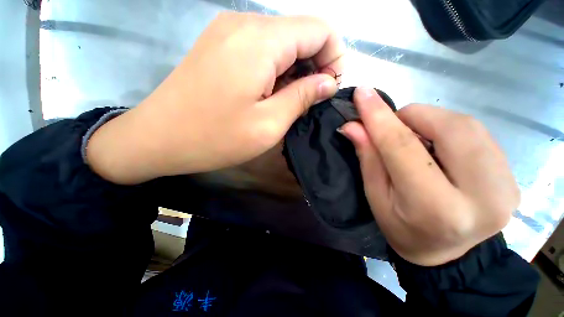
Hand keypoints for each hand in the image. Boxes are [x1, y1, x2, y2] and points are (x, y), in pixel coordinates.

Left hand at [87, 13, 343, 183]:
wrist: (159, 138)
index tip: (329, 89)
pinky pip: (262, 50)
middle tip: (310, 101)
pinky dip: (276, 70)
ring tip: (290, 102)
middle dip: (315, 65)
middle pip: (300, 33)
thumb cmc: (216, 137)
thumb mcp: (269, 124)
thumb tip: (328, 83)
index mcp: (260, 41)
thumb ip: (303, 97)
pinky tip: (270, 94)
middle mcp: (244, 24)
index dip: (334, 57)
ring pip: (281, 43)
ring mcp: (228, 32)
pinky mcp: (220, 46)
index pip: (319, 30)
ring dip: (295, 70)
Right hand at [340, 87, 518, 265]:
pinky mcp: (512, 176)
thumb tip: (353, 126)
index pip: (403, 147)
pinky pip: (477, 133)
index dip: (379, 117)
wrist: (446, 255)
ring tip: (414, 140)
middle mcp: (482, 195)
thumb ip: (368, 158)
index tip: (362, 93)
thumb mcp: (376, 196)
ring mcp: (506, 185)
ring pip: (466, 124)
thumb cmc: (401, 227)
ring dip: (430, 122)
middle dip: (412, 117)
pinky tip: (438, 147)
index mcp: (435, 208)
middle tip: (392, 127)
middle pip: (448, 127)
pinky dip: (449, 129)